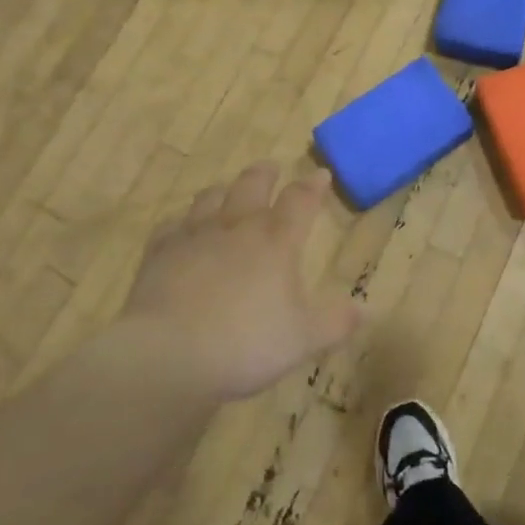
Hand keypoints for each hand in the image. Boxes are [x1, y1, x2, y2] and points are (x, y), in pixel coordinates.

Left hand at [122, 163, 361, 401]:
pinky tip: (182, 228)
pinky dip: (182, 221)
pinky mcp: (160, 252)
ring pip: (211, 197)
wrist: (168, 355)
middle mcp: (237, 226)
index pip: (300, 200)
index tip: (321, 174)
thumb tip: (365, 310)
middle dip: (265, 174)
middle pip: (252, 184)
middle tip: (271, 169)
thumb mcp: (302, 340)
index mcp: (276, 240)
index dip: (313, 185)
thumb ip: (335, 323)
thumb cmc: (245, 343)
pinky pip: (172, 225)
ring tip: (228, 191)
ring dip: (224, 190)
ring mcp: (195, 235)